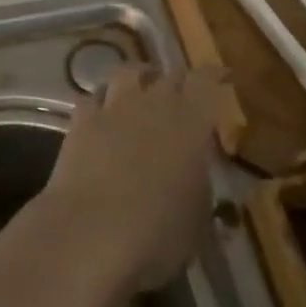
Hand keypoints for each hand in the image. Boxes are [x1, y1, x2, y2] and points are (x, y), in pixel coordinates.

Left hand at [34, 64, 224, 297]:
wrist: (91, 234)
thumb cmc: (158, 234)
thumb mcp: (199, 224)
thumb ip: (203, 192)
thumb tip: (202, 182)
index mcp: (191, 121)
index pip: (207, 80)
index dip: (215, 75)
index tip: (223, 76)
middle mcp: (154, 102)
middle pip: (170, 74)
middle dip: (179, 82)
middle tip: (183, 95)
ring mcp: (115, 106)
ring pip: (128, 72)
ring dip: (138, 77)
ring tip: (141, 89)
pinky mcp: (82, 120)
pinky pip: (93, 97)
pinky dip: (101, 101)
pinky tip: (103, 113)